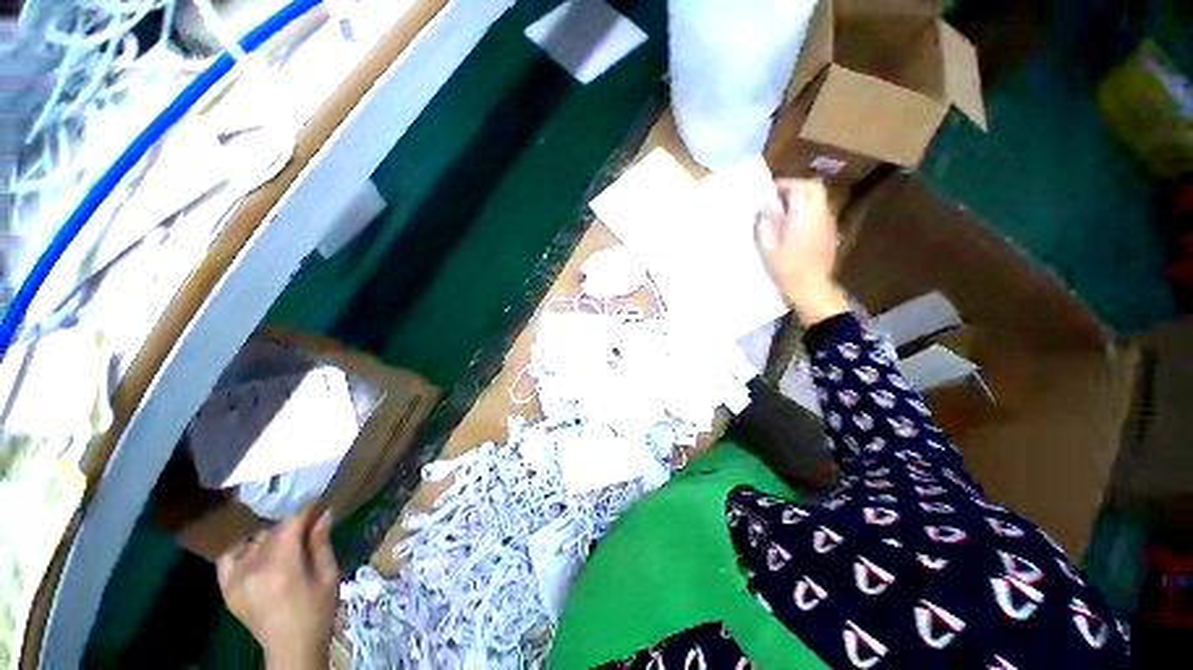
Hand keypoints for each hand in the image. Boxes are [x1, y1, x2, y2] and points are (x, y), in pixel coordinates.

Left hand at [217, 504, 338, 669]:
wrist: (291, 648)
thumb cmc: (317, 611)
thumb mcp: (328, 575)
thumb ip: (321, 542)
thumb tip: (324, 512)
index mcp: (282, 565)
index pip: (291, 523)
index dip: (307, 509)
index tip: (320, 502)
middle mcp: (253, 567)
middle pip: (272, 531)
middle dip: (292, 524)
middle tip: (309, 523)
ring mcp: (235, 578)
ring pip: (254, 541)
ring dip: (271, 536)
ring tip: (286, 541)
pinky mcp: (226, 588)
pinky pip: (228, 557)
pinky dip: (242, 548)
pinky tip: (255, 550)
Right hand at [755, 178, 850, 325]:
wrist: (810, 286)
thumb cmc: (785, 267)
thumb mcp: (767, 246)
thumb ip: (765, 223)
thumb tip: (764, 209)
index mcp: (804, 213)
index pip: (799, 186)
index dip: (785, 184)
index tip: (770, 190)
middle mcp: (820, 212)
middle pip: (814, 188)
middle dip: (797, 187)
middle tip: (780, 197)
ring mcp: (828, 222)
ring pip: (819, 199)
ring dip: (804, 199)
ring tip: (785, 211)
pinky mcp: (830, 233)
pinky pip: (821, 213)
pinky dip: (809, 211)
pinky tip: (796, 225)